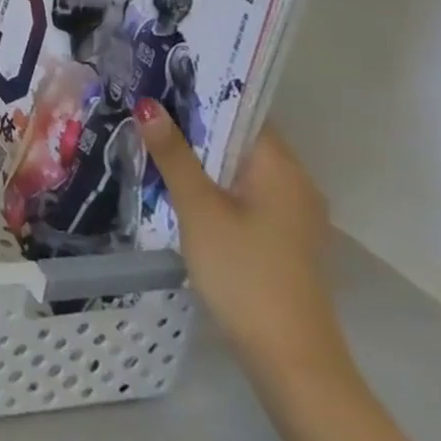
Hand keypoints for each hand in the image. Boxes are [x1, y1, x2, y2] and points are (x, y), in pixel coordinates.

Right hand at [136, 102, 346, 382]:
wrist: (290, 361)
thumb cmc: (244, 272)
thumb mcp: (198, 207)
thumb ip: (173, 154)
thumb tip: (148, 103)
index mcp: (282, 169)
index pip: (242, 111)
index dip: (201, 93)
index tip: (160, 79)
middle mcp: (296, 185)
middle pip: (240, 138)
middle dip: (194, 123)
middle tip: (145, 107)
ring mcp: (292, 216)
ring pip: (239, 168)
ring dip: (201, 155)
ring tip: (153, 139)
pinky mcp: (282, 241)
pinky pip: (244, 193)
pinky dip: (214, 183)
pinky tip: (179, 186)